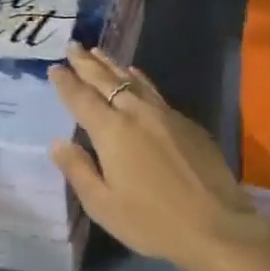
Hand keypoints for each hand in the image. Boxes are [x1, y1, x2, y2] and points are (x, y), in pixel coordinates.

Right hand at [49, 46, 269, 270]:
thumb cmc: (152, 221)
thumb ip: (78, 170)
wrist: (215, 225)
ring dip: (112, 65)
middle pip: (105, 80)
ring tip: (98, 52)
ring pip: (132, 80)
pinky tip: (136, 75)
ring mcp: (164, 113)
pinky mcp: (185, 121)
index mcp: (112, 131)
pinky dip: (138, 79)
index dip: (66, 82)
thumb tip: (57, 142)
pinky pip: (153, 90)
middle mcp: (136, 112)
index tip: (54, 67)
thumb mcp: (103, 206)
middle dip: (86, 63)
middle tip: (72, 45)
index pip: (82, 98)